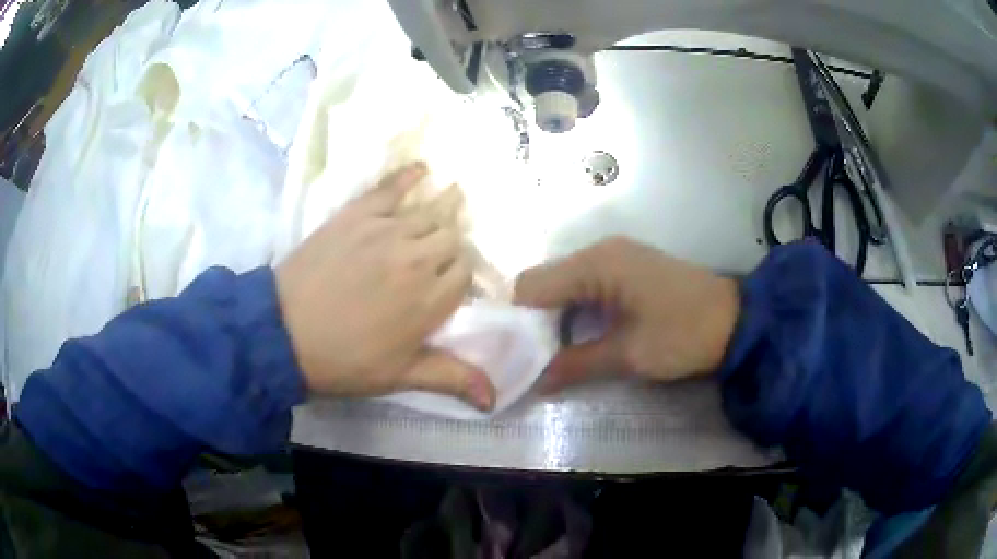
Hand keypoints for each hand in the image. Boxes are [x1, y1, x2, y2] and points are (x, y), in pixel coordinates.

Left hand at [276, 163, 495, 410]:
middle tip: (436, 257)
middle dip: (450, 247)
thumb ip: (451, 378)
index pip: (465, 273)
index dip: (461, 276)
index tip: (450, 283)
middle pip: (451, 239)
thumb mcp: (400, 376)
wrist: (283, 333)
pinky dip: (408, 176)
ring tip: (445, 210)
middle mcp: (417, 259)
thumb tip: (495, 399)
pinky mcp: (357, 215)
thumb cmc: (344, 361)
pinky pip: (390, 188)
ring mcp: (386, 231)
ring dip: (439, 215)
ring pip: (430, 214)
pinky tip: (423, 168)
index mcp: (431, 300)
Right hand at [514, 237, 739, 391]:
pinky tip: (584, 333)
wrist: (737, 320)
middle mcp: (599, 251)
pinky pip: (585, 283)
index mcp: (596, 265)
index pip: (531, 286)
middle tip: (538, 359)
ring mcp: (615, 256)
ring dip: (557, 316)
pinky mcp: (627, 266)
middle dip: (536, 321)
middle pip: (544, 282)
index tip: (521, 356)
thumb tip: (535, 383)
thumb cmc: (683, 335)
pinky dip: (577, 308)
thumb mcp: (628, 355)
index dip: (520, 322)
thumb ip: (576, 364)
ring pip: (564, 283)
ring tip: (559, 352)